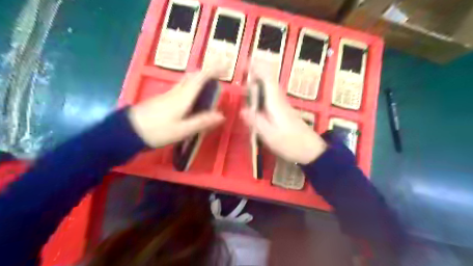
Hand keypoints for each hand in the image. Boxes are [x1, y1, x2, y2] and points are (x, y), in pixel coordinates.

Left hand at [129, 69, 223, 146]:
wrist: (127, 131)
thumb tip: (221, 115)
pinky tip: (193, 95)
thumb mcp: (181, 130)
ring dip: (198, 78)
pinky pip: (181, 88)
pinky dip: (191, 86)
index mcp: (183, 98)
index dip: (213, 70)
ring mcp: (168, 95)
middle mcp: (176, 92)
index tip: (224, 66)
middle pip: (192, 76)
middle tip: (218, 74)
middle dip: (206, 72)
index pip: (200, 79)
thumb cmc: (156, 131)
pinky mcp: (162, 99)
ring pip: (186, 81)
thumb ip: (202, 122)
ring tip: (209, 82)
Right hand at [242, 68, 327, 163]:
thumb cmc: (290, 144)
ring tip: (246, 81)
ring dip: (258, 81)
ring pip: (270, 87)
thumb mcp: (270, 136)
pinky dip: (262, 91)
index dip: (258, 67)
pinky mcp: (284, 111)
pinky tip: (256, 99)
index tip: (246, 61)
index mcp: (275, 103)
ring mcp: (283, 105)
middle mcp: (280, 100)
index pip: (267, 78)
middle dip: (256, 72)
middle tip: (242, 71)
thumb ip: (256, 122)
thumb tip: (242, 110)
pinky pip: (271, 96)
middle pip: (269, 80)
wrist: (312, 151)